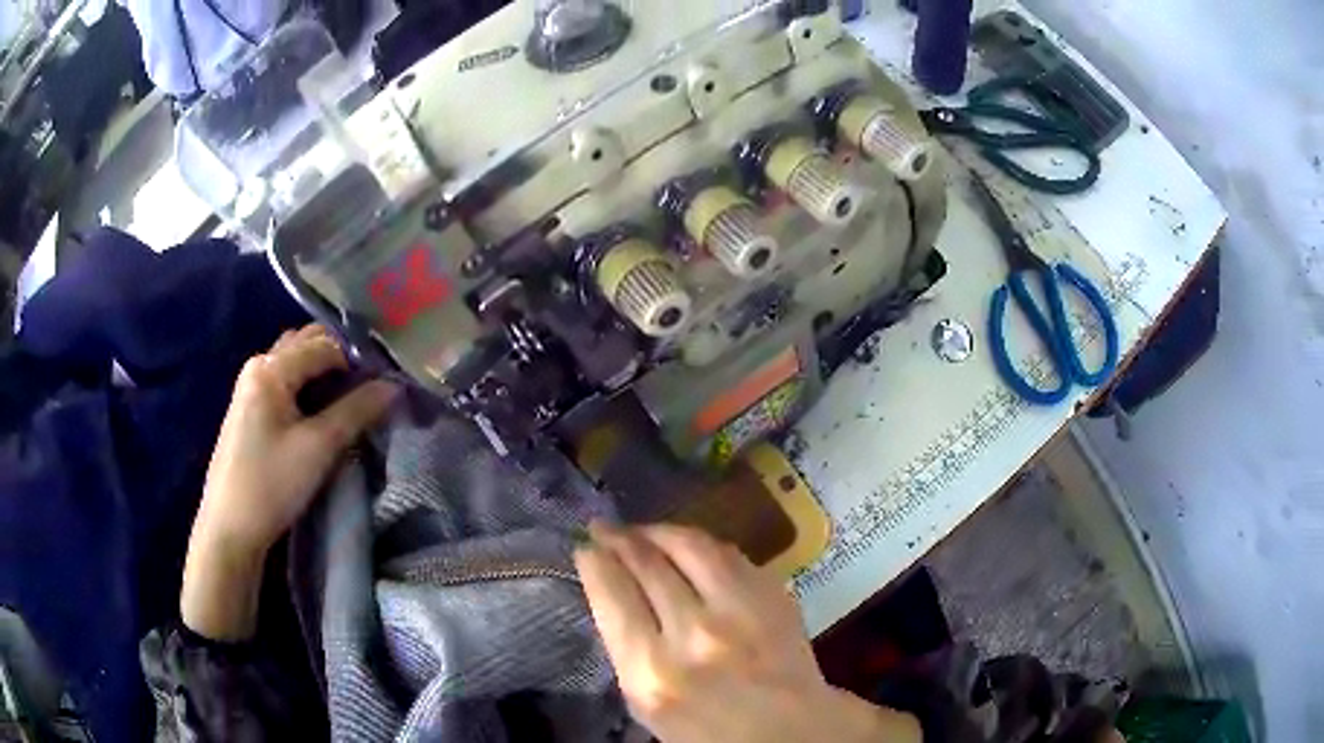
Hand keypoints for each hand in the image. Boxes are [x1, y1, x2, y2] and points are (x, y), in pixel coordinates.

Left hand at [182, 324, 396, 639]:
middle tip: (370, 387)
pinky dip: (307, 387)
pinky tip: (321, 412)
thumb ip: (357, 412)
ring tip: (350, 398)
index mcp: (271, 368)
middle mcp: (258, 366)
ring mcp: (249, 387)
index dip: (357, 360)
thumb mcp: (319, 448)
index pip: (324, 345)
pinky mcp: (249, 410)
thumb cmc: (272, 484)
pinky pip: (284, 383)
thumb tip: (393, 387)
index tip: (383, 385)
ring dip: (322, 372)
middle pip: (305, 345)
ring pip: (294, 364)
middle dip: (340, 359)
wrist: (230, 528)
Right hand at [575, 523, 920, 742]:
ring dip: (658, 531)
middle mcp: (693, 634)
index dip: (594, 562)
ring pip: (689, 546)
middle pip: (646, 563)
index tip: (585, 549)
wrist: (791, 729)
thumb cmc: (708, 730)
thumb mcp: (646, 704)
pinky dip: (701, 545)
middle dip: (618, 538)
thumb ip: (628, 649)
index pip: (612, 595)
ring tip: (642, 531)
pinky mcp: (774, 596)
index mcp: (652, 671)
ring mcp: (739, 610)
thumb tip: (612, 590)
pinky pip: (729, 554)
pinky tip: (688, 546)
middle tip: (604, 528)